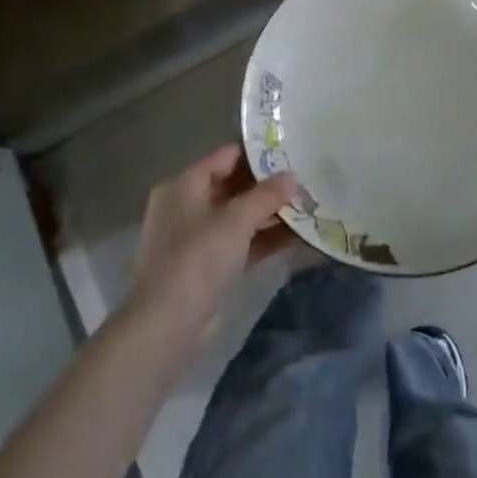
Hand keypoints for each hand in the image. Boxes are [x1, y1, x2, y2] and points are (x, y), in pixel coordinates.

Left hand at [127, 144, 297, 351]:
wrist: (167, 326)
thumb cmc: (197, 259)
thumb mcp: (235, 221)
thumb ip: (266, 195)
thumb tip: (292, 176)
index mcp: (184, 186)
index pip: (226, 156)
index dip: (259, 153)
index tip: (293, 151)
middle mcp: (187, 206)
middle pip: (234, 186)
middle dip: (269, 186)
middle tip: (306, 179)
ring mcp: (197, 238)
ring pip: (240, 216)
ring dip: (271, 214)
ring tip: (309, 205)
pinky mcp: (208, 266)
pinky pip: (241, 242)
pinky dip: (265, 239)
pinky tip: (299, 236)